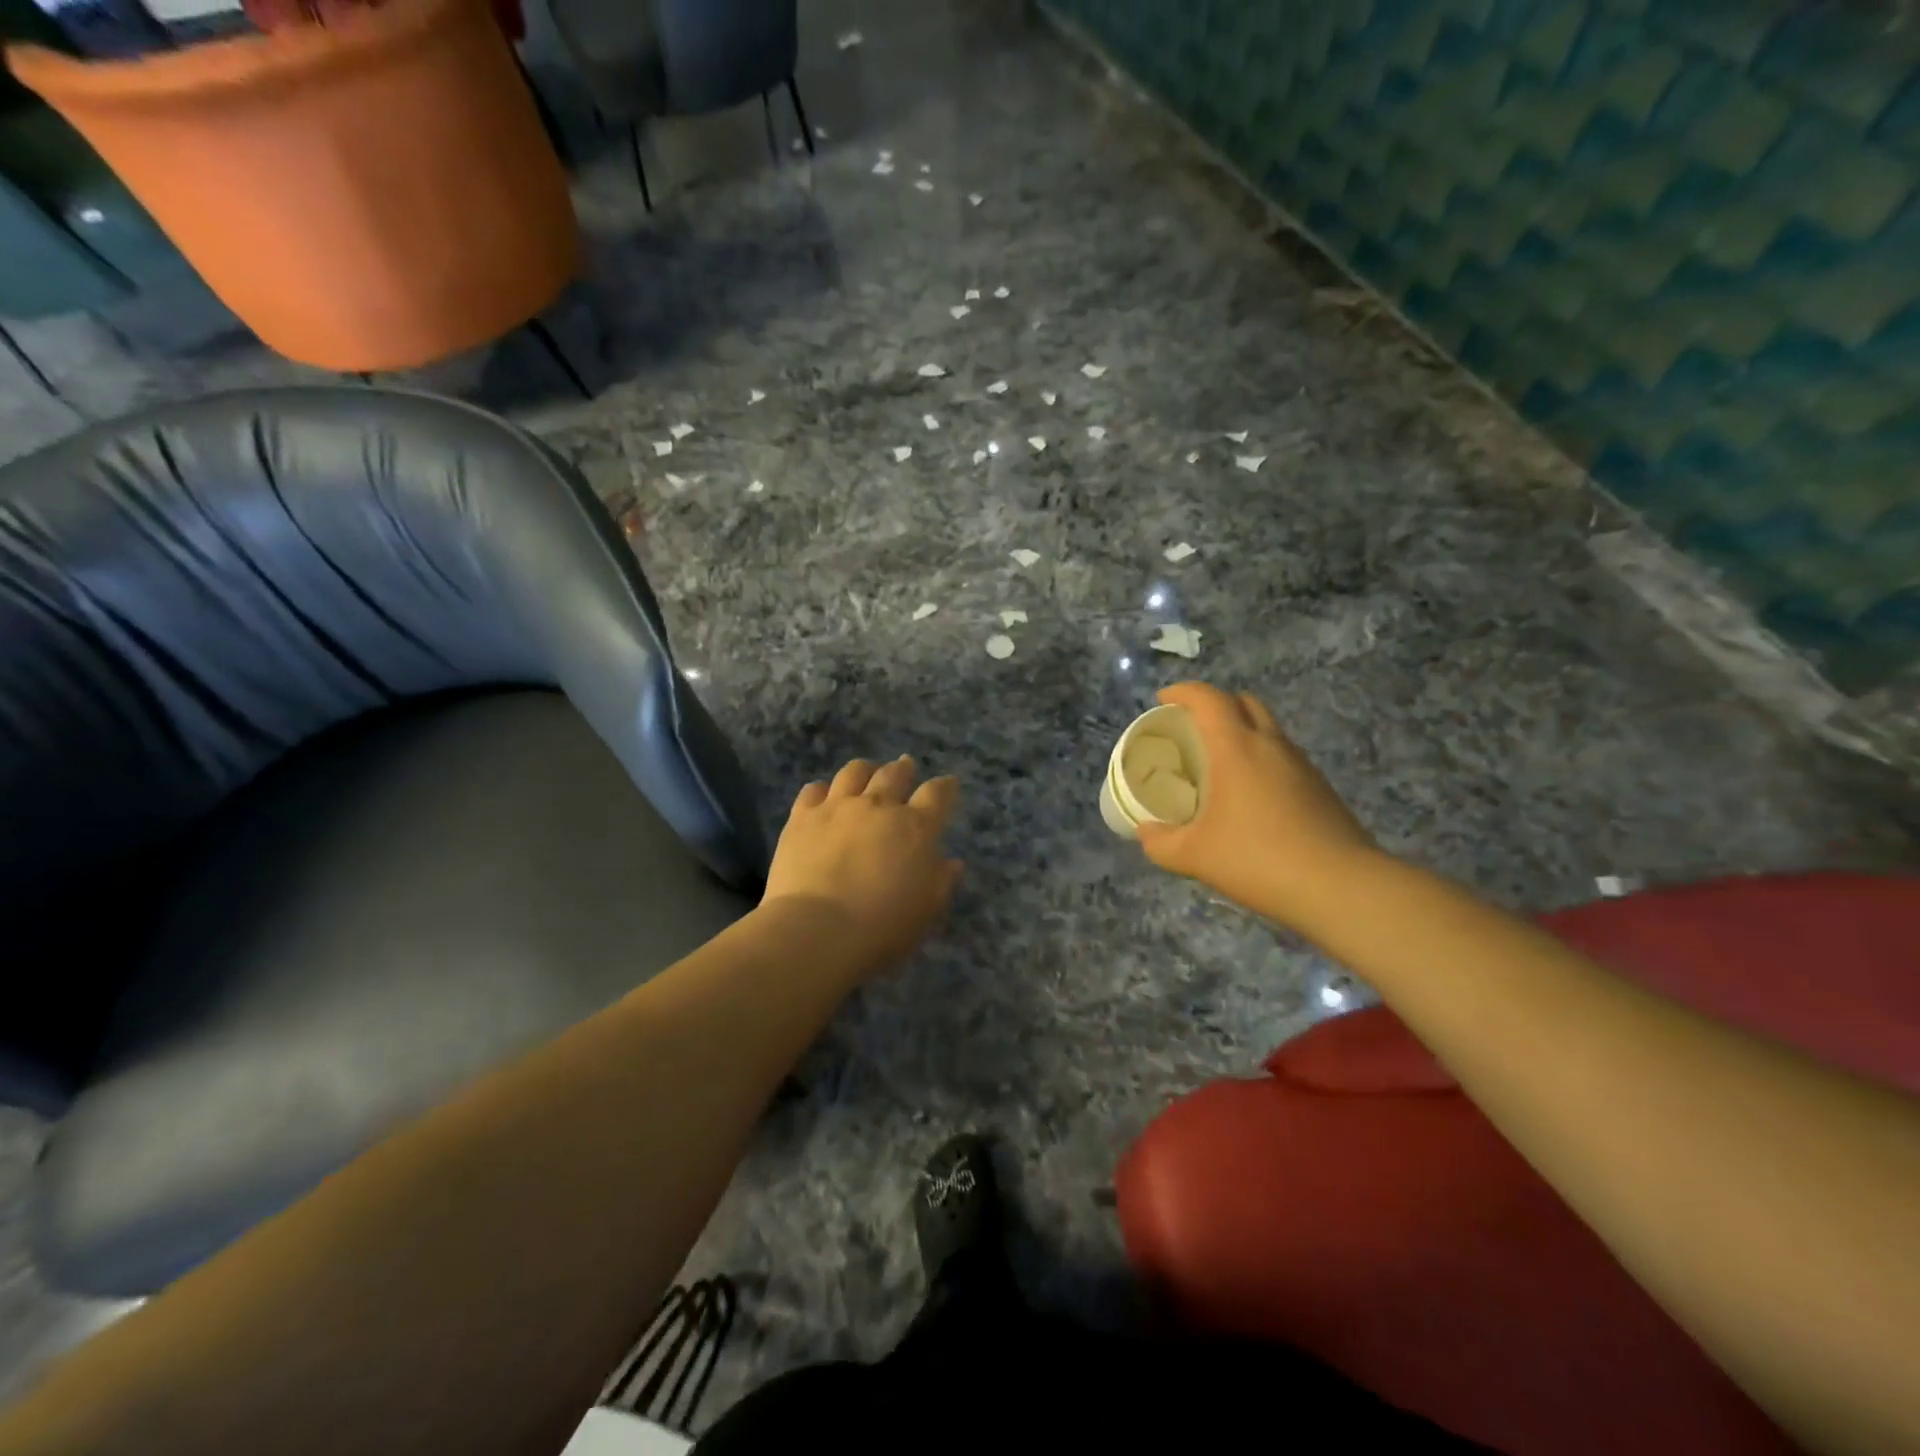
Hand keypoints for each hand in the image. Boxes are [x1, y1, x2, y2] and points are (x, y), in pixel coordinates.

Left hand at [761, 756, 962, 981]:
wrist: (817, 929)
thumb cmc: (882, 926)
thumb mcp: (927, 909)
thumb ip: (942, 880)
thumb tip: (952, 861)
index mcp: (915, 827)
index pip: (937, 794)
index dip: (945, 787)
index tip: (949, 784)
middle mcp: (878, 806)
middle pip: (894, 774)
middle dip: (903, 768)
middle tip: (905, 765)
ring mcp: (837, 807)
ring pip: (854, 772)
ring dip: (865, 769)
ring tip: (867, 771)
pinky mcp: (802, 817)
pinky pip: (814, 790)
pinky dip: (823, 789)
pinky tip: (824, 795)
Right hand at [1136, 682, 1381, 928]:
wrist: (1341, 888)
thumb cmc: (1258, 859)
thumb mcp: (1195, 856)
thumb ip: (1161, 842)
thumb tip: (1146, 832)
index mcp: (1236, 748)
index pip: (1208, 698)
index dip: (1182, 692)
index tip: (1162, 700)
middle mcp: (1271, 745)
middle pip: (1243, 702)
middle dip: (1215, 706)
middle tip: (1192, 731)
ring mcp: (1302, 765)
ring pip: (1268, 730)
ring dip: (1241, 734)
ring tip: (1219, 766)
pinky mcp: (1321, 788)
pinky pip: (1283, 758)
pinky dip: (1262, 761)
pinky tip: (1250, 799)